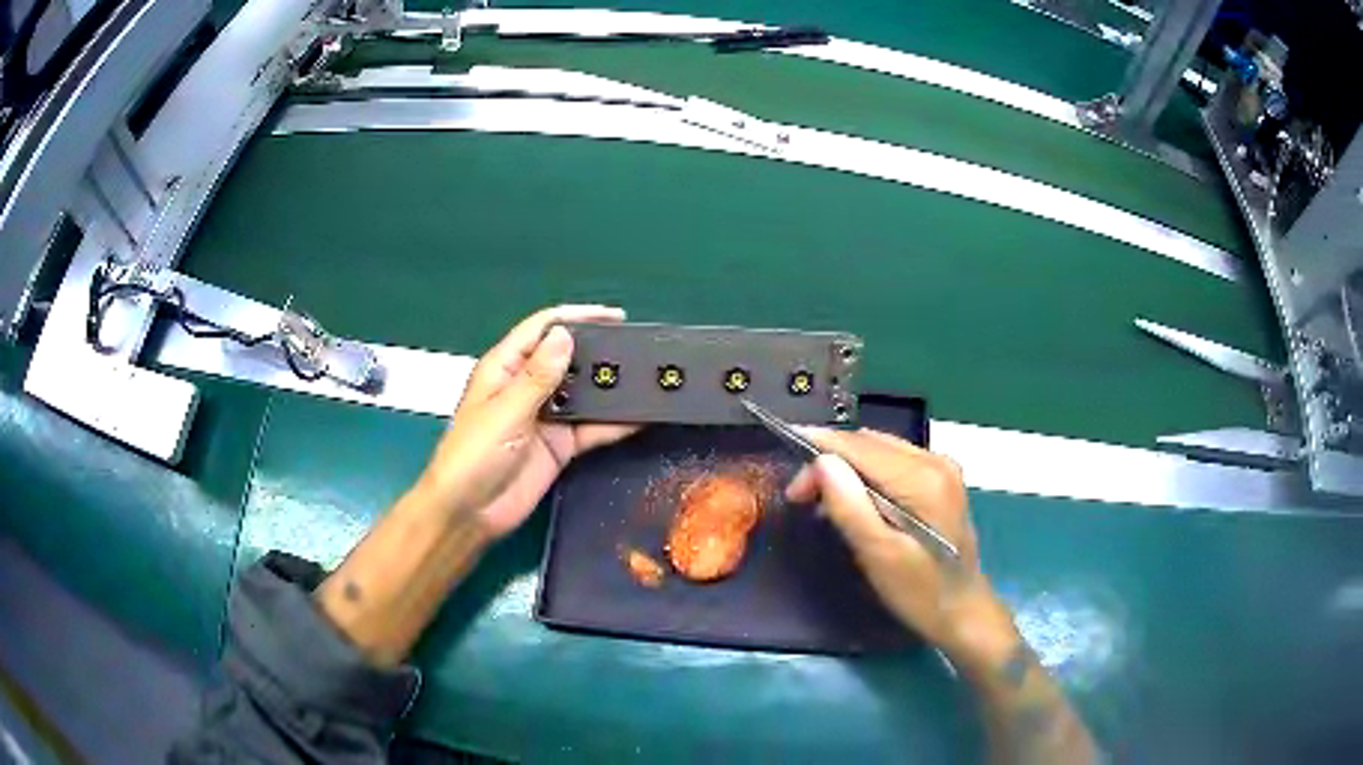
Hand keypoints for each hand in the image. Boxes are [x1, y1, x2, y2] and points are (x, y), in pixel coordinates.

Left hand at [417, 305, 636, 538]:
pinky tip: (641, 417)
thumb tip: (565, 334)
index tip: (615, 317)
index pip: (542, 329)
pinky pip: (592, 429)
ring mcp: (546, 417)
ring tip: (648, 379)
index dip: (577, 317)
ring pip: (584, 393)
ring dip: (610, 387)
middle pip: (568, 358)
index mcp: (505, 368)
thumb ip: (538, 376)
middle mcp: (528, 387)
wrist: (470, 513)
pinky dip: (615, 423)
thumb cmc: (474, 455)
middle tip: (639, 350)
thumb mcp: (506, 411)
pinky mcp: (560, 445)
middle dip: (599, 351)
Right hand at [785, 428, 1015, 663]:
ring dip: (846, 467)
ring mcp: (941, 468)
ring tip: (819, 499)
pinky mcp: (940, 481)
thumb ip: (850, 506)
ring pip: (880, 450)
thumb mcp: (879, 555)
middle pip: (870, 443)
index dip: (819, 450)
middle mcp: (936, 460)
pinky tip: (852, 500)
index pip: (860, 446)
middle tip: (799, 495)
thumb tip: (821, 462)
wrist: (963, 612)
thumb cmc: (920, 592)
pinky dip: (866, 475)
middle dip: (829, 460)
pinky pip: (893, 463)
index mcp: (923, 477)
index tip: (788, 475)